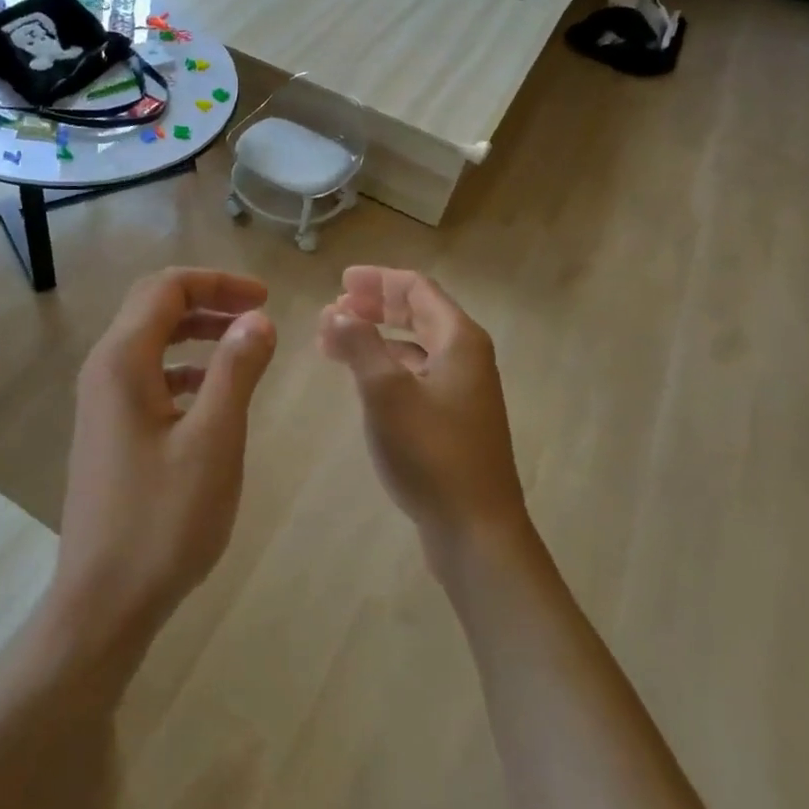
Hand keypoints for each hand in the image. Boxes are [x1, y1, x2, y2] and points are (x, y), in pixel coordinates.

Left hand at [51, 269, 276, 660]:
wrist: (103, 602)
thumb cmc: (162, 521)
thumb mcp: (214, 441)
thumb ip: (237, 371)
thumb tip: (258, 318)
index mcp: (122, 361)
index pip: (166, 289)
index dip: (218, 282)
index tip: (265, 298)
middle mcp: (103, 370)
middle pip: (154, 308)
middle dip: (208, 301)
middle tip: (259, 315)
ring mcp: (101, 402)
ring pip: (151, 343)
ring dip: (197, 334)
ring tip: (244, 347)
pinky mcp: (109, 431)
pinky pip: (148, 377)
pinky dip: (184, 369)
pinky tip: (214, 393)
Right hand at [318, 267, 528, 555]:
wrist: (475, 528)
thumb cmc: (430, 451)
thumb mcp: (385, 391)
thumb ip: (359, 344)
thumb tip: (336, 312)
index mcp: (459, 339)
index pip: (417, 289)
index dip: (377, 280)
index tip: (340, 281)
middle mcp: (466, 356)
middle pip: (418, 313)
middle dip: (374, 306)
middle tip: (333, 307)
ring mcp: (462, 389)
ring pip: (414, 345)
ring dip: (375, 336)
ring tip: (334, 341)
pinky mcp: (454, 418)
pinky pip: (416, 373)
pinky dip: (386, 365)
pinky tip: (361, 377)